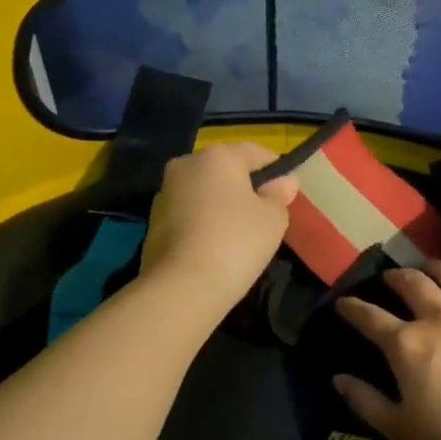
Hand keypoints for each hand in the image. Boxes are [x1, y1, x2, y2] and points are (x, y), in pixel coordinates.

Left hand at [140, 141, 298, 315]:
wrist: (181, 286)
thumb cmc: (236, 242)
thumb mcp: (273, 218)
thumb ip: (279, 195)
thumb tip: (284, 181)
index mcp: (218, 155)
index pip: (257, 153)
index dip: (277, 171)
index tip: (287, 195)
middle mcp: (186, 164)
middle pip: (226, 170)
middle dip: (245, 188)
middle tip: (264, 217)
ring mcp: (165, 193)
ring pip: (204, 192)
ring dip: (221, 205)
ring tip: (239, 236)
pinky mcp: (153, 221)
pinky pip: (189, 213)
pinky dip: (203, 223)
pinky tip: (215, 247)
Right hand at [332, 257, 440, 439]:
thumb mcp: (401, 431)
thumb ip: (365, 401)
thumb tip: (337, 378)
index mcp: (407, 345)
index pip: (369, 317)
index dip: (352, 308)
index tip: (344, 303)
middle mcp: (438, 316)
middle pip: (410, 283)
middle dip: (395, 278)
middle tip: (391, 279)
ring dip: (432, 268)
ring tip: (428, 269)